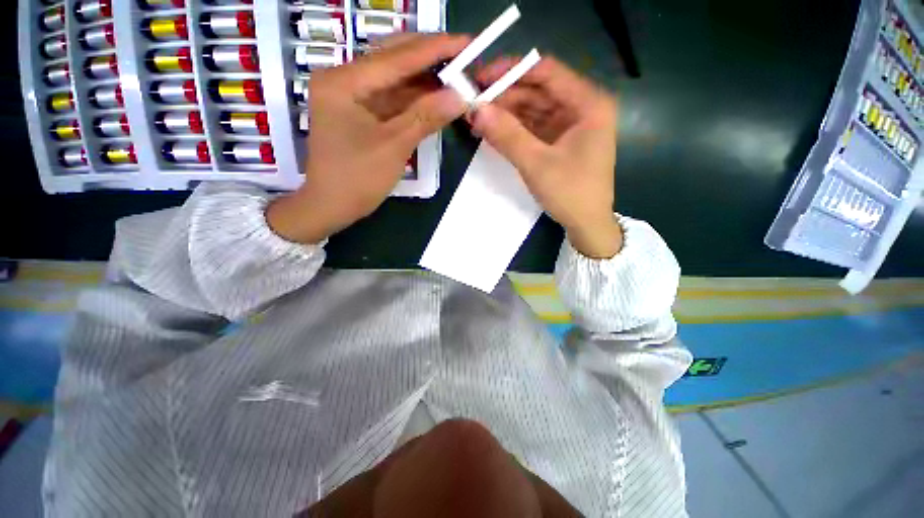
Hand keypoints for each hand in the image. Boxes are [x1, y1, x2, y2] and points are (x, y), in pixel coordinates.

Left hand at [268, 34, 469, 243]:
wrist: (331, 206)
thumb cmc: (356, 179)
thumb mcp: (394, 147)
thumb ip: (426, 117)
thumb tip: (460, 96)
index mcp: (344, 81)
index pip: (396, 58)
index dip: (434, 49)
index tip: (466, 43)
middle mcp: (345, 80)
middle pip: (394, 61)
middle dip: (430, 59)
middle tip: (464, 56)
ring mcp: (352, 97)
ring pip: (395, 81)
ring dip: (425, 81)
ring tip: (457, 75)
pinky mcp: (361, 113)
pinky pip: (392, 100)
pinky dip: (415, 100)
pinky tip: (437, 97)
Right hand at [471, 57, 622, 258]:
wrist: (587, 225)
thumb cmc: (570, 193)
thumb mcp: (536, 164)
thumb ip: (507, 135)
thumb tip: (475, 110)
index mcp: (588, 103)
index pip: (546, 71)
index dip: (511, 71)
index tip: (480, 79)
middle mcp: (582, 107)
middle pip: (538, 90)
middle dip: (505, 96)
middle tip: (473, 103)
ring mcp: (571, 126)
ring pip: (534, 109)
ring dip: (507, 113)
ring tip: (478, 118)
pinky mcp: (561, 142)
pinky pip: (535, 127)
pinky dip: (515, 129)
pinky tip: (494, 131)